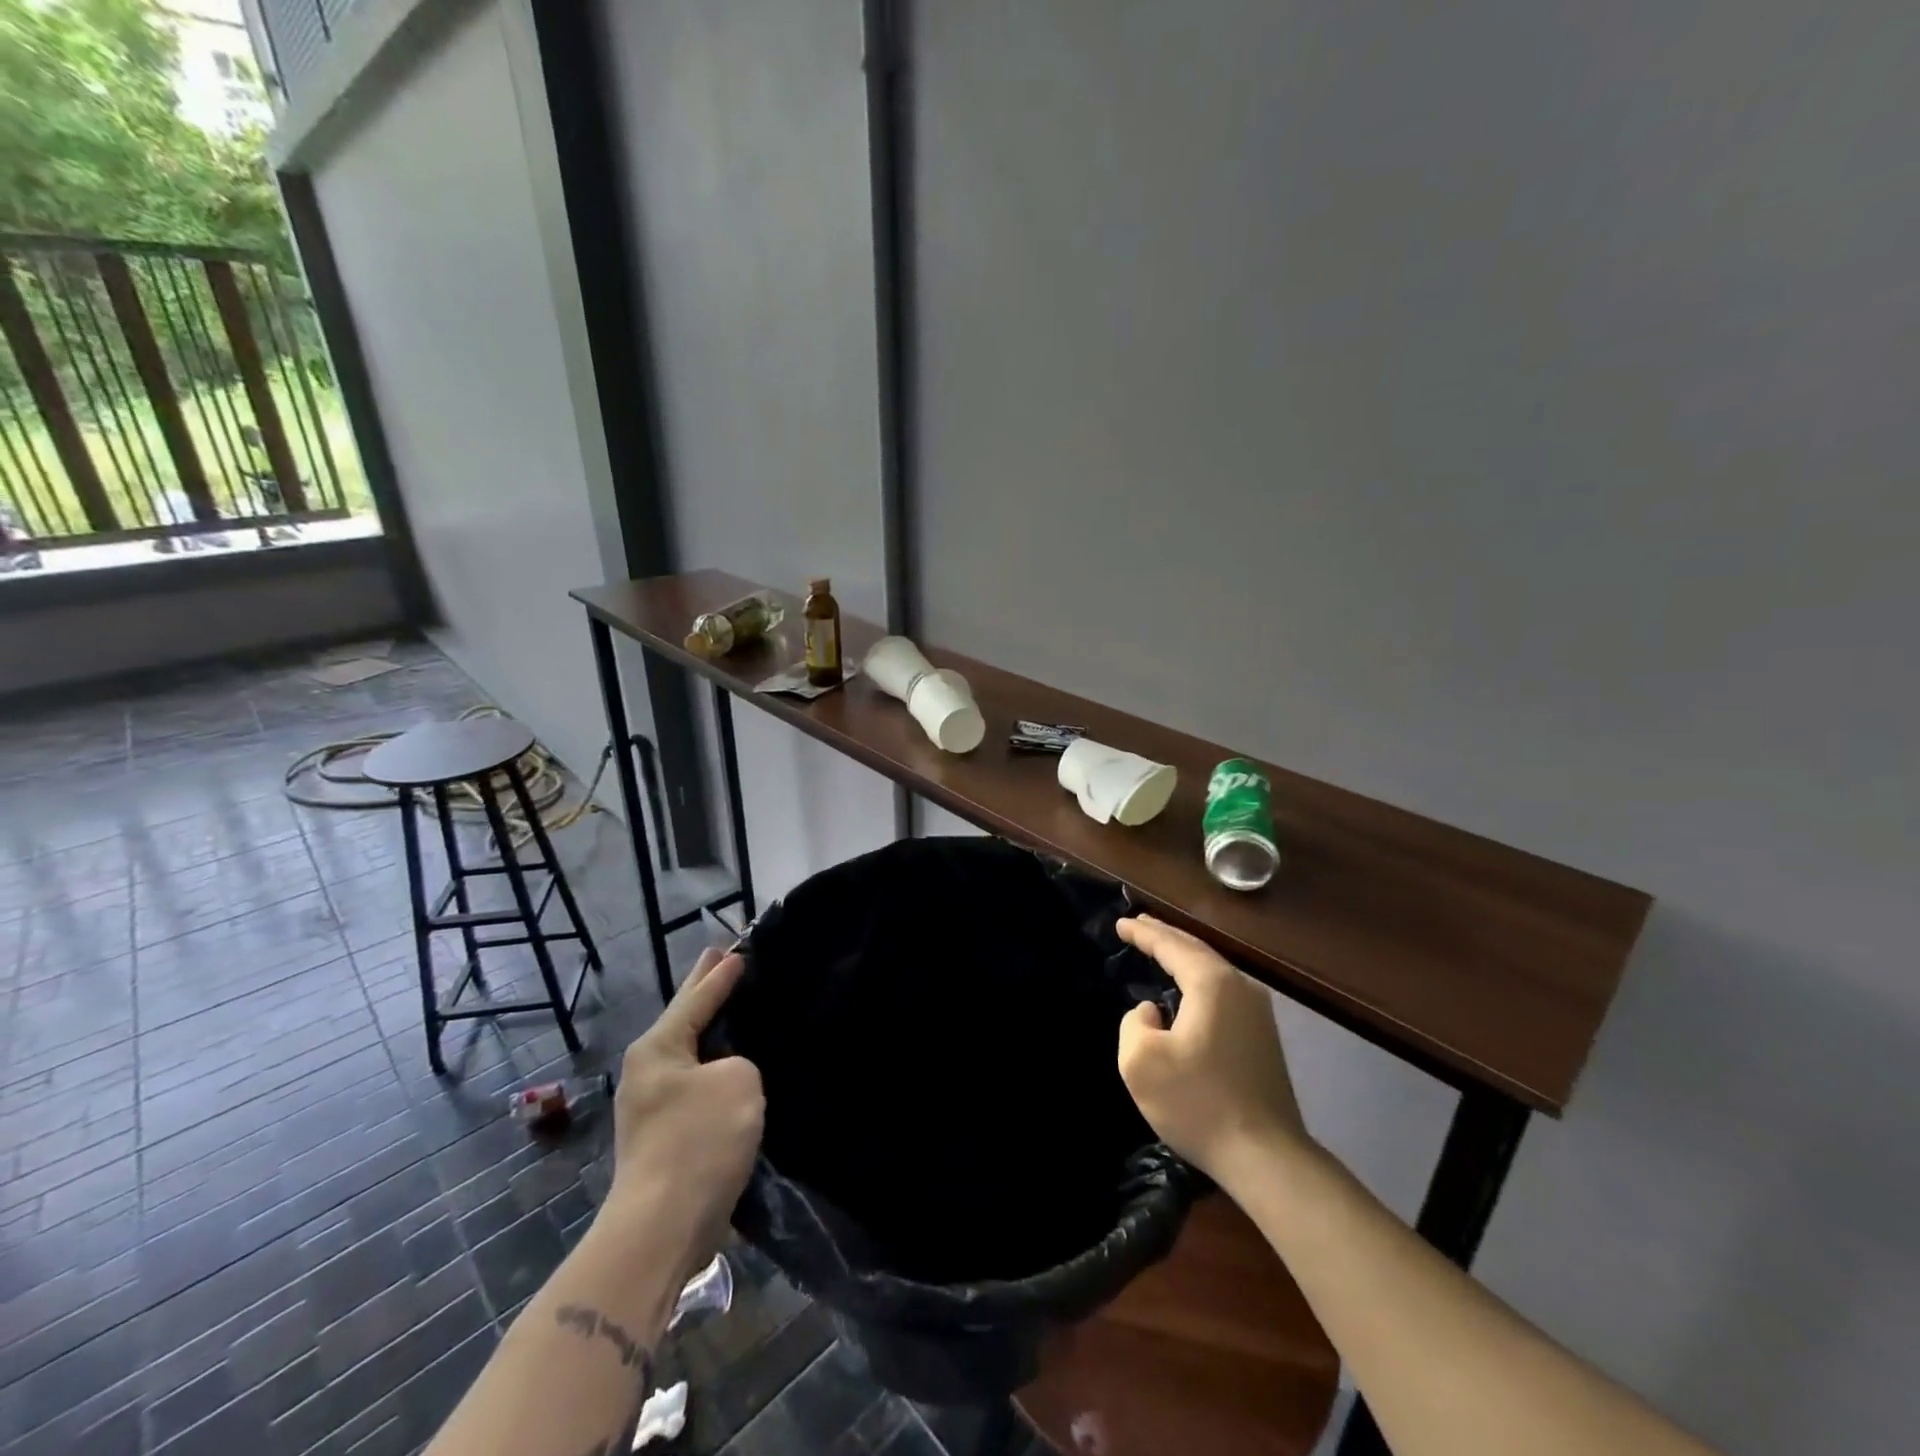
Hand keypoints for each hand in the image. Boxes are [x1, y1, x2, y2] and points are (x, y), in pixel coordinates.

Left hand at [606, 947, 764, 1272]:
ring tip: (733, 1007)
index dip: (721, 973)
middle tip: (719, 956)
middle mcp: (648, 1070)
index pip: (697, 997)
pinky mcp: (664, 1136)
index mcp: (658, 1047)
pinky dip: (714, 1066)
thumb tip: (727, 1076)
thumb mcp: (738, 1081)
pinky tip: (732, 1065)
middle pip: (684, 1018)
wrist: (661, 1228)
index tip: (740, 949)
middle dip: (704, 990)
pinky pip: (695, 1084)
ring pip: (690, 1053)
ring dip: (712, 1031)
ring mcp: (652, 1105)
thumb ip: (740, 1062)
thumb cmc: (699, 1141)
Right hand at [1116, 914, 1309, 1180]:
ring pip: (1213, 969)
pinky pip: (1223, 990)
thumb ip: (1135, 1023)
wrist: (1267, 1157)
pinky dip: (1198, 980)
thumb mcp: (1141, 1062)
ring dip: (1183, 956)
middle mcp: (1240, 987)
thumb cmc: (1198, 1104)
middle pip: (1196, 949)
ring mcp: (1258, 1012)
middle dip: (1165, 936)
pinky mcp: (1263, 1036)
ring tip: (1159, 949)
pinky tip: (1187, 989)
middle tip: (1138, 925)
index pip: (1171, 945)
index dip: (1142, 933)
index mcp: (1212, 984)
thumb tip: (1152, 1013)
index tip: (1119, 923)